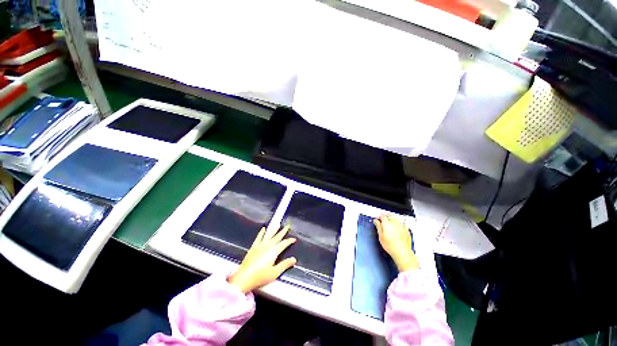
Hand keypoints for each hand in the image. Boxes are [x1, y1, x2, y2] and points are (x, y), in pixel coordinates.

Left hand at [228, 225, 296, 293]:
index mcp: (273, 251)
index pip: (284, 244)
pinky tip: (263, 229)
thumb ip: (285, 264)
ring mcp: (260, 246)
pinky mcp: (253, 247)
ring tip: (277, 225)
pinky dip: (261, 233)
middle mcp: (267, 246)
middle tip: (287, 227)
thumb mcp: (275, 272)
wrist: (243, 278)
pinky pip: (258, 237)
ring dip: (274, 229)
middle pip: (277, 237)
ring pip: (269, 235)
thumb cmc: (259, 277)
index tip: (293, 239)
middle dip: (283, 232)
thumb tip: (293, 259)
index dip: (289, 241)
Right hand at [374, 214, 418, 271]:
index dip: (379, 216)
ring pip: (396, 218)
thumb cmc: (390, 245)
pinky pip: (404, 223)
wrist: (402, 252)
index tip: (378, 219)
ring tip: (390, 220)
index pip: (382, 216)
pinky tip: (400, 224)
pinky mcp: (407, 230)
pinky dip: (401, 222)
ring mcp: (401, 226)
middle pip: (390, 215)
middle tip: (383, 218)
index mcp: (387, 223)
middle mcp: (394, 222)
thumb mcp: (381, 236)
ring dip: (393, 217)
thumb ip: (378, 227)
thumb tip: (376, 221)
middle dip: (386, 215)